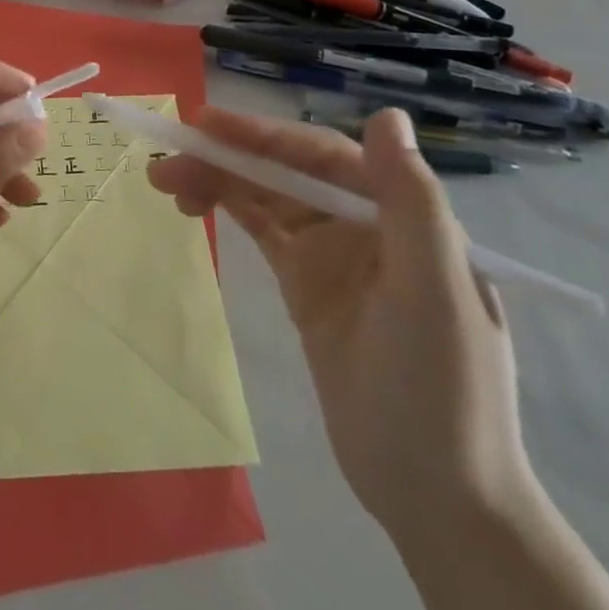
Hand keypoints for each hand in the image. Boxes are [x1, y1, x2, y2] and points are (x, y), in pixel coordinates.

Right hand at [148, 107, 539, 543]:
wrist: (436, 495)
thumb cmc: (443, 390)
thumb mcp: (435, 294)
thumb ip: (412, 203)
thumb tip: (388, 114)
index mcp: (399, 215)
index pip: (322, 155)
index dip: (264, 135)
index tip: (205, 124)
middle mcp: (364, 222)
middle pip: (285, 172)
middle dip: (227, 159)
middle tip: (166, 161)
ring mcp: (332, 254)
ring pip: (265, 195)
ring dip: (217, 180)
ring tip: (164, 181)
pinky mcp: (306, 284)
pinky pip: (261, 228)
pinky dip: (227, 207)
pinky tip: (194, 202)